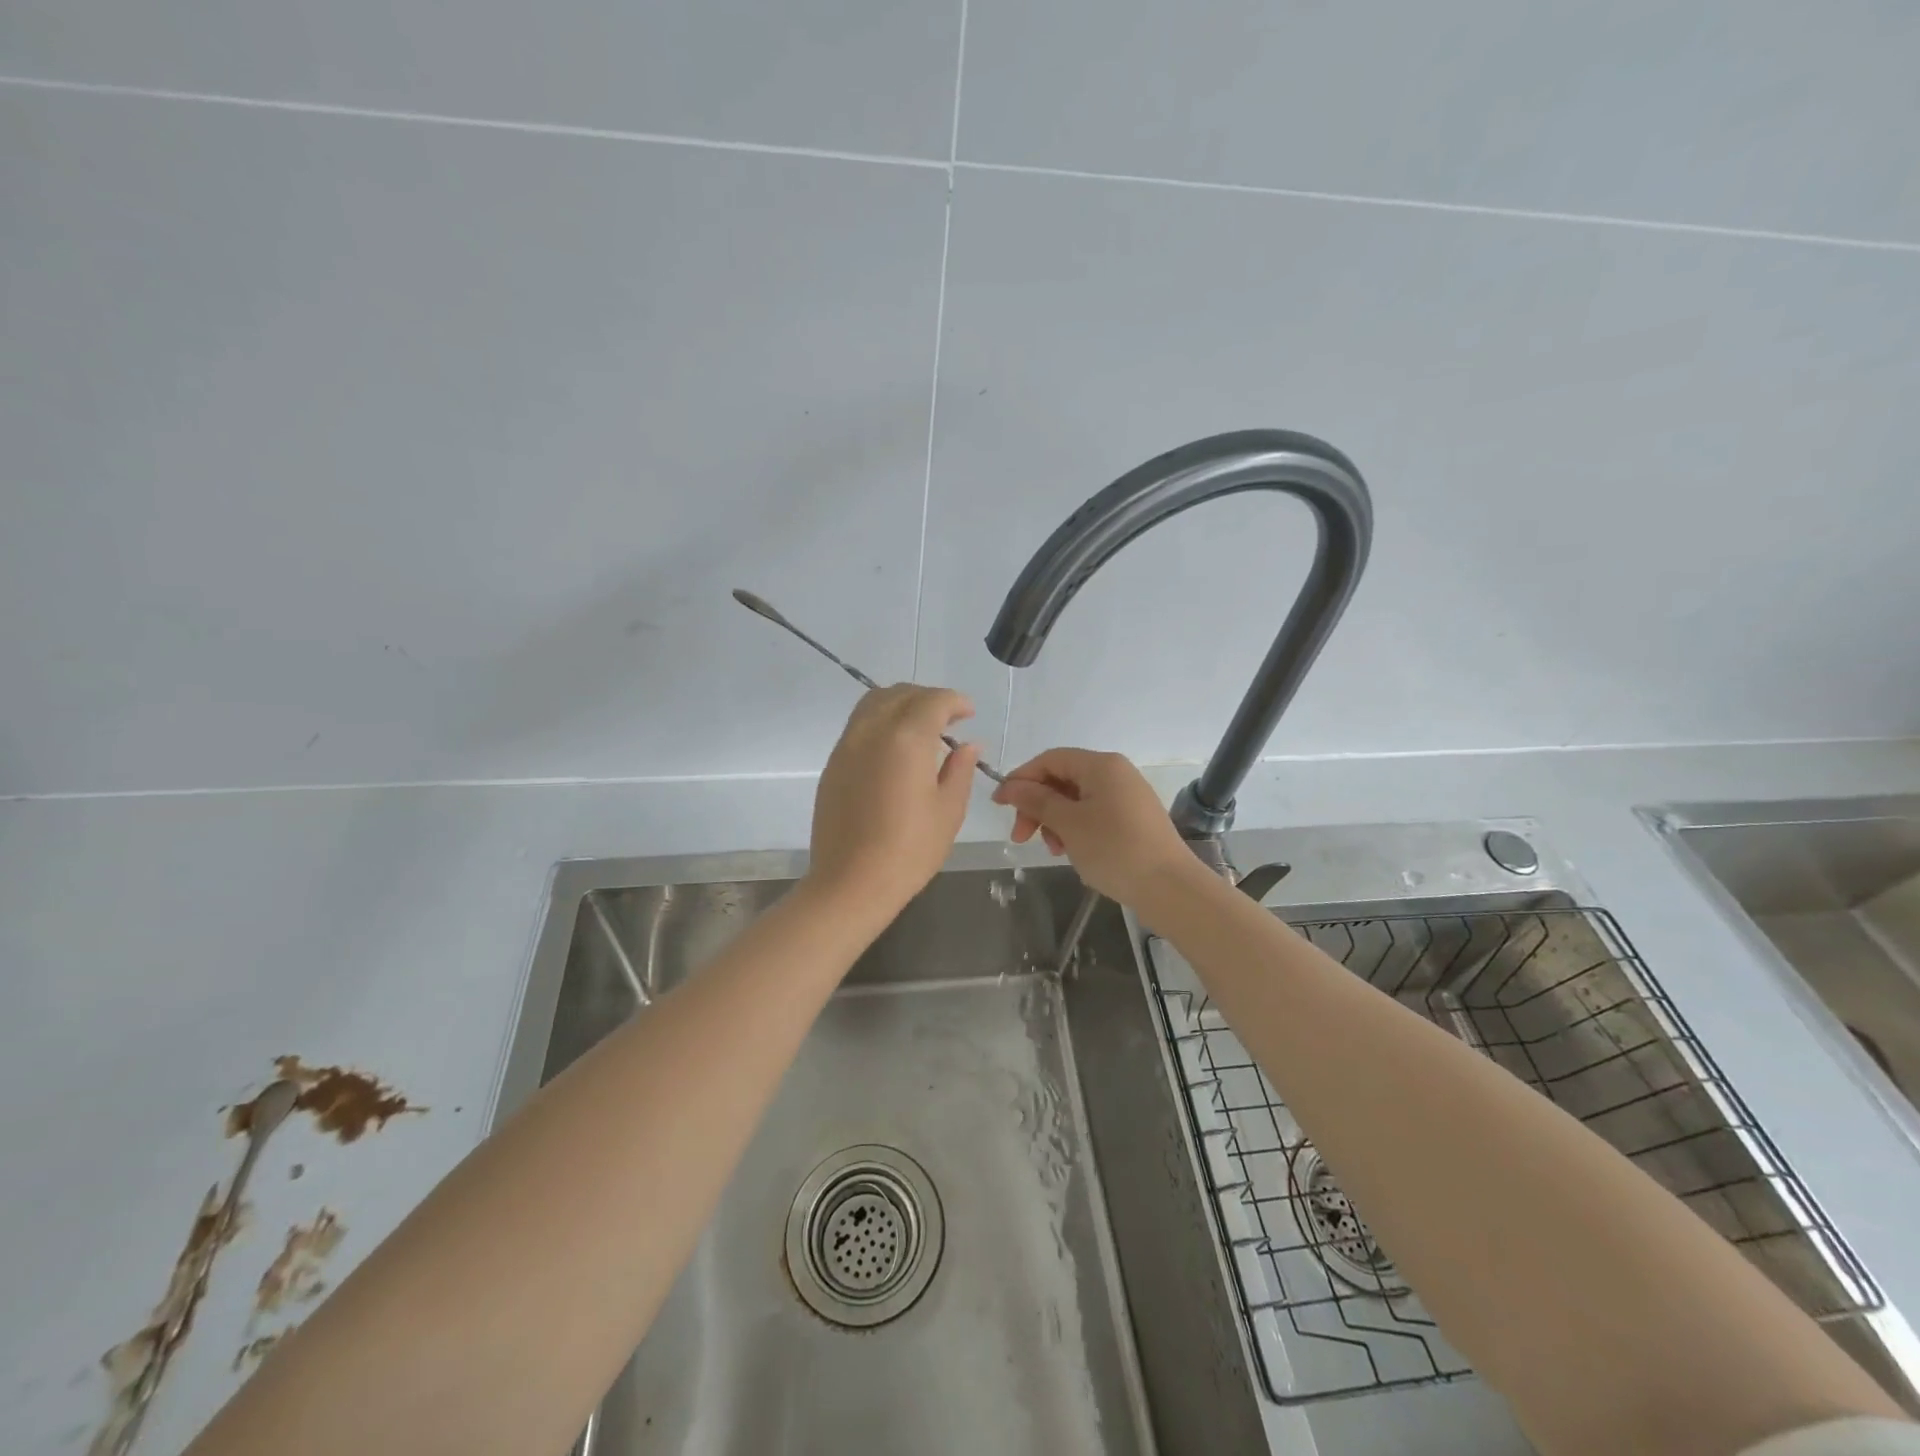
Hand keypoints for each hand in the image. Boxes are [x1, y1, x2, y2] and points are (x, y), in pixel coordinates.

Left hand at [804, 685, 979, 918]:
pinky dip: (881, 721)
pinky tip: (895, 749)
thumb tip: (967, 745)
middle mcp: (872, 731)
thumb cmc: (909, 850)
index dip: (955, 702)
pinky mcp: (833, 763)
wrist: (850, 883)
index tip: (969, 713)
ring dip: (901, 704)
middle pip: (901, 694)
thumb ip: (960, 770)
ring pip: (874, 703)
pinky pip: (859, 725)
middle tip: (949, 720)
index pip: (933, 701)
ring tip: (921, 728)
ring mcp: (847, 745)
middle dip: (928, 698)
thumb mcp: (948, 810)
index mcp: (906, 738)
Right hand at [991, 748, 1197, 906]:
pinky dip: (1075, 829)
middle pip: (1062, 779)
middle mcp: (1116, 773)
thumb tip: (1010, 786)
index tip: (999, 806)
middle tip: (1021, 837)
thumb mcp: (1069, 824)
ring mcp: (1127, 796)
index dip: (1021, 779)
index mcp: (1101, 765)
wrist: (1170, 888)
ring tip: (1053, 850)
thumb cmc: (1114, 849)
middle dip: (1037, 806)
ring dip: (1055, 821)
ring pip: (1076, 800)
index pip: (1050, 760)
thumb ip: (1036, 801)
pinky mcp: (1134, 819)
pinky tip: (1072, 852)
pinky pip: (1094, 814)